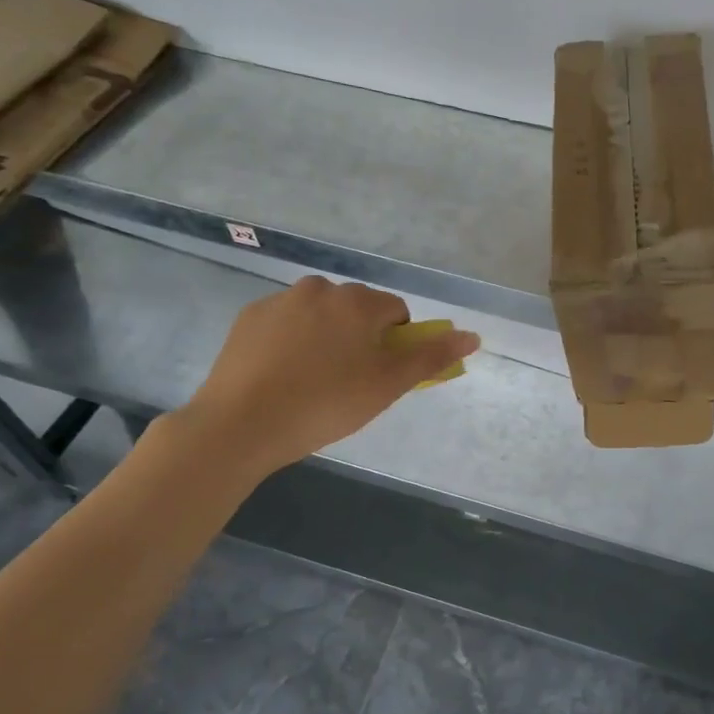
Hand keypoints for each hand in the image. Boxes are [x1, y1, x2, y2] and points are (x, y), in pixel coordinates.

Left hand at [171, 277, 479, 481]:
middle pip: (357, 309)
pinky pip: (286, 323)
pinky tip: (282, 375)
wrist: (240, 424)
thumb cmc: (325, 404)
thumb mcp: (387, 385)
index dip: (396, 344)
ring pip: (320, 314)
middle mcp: (320, 289)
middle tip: (349, 381)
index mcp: (357, 301)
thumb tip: (473, 336)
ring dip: (326, 336)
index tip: (380, 375)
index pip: (396, 312)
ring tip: (313, 381)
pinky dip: (292, 341)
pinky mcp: (248, 318)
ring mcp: (279, 301)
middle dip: (361, 337)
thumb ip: (431, 358)